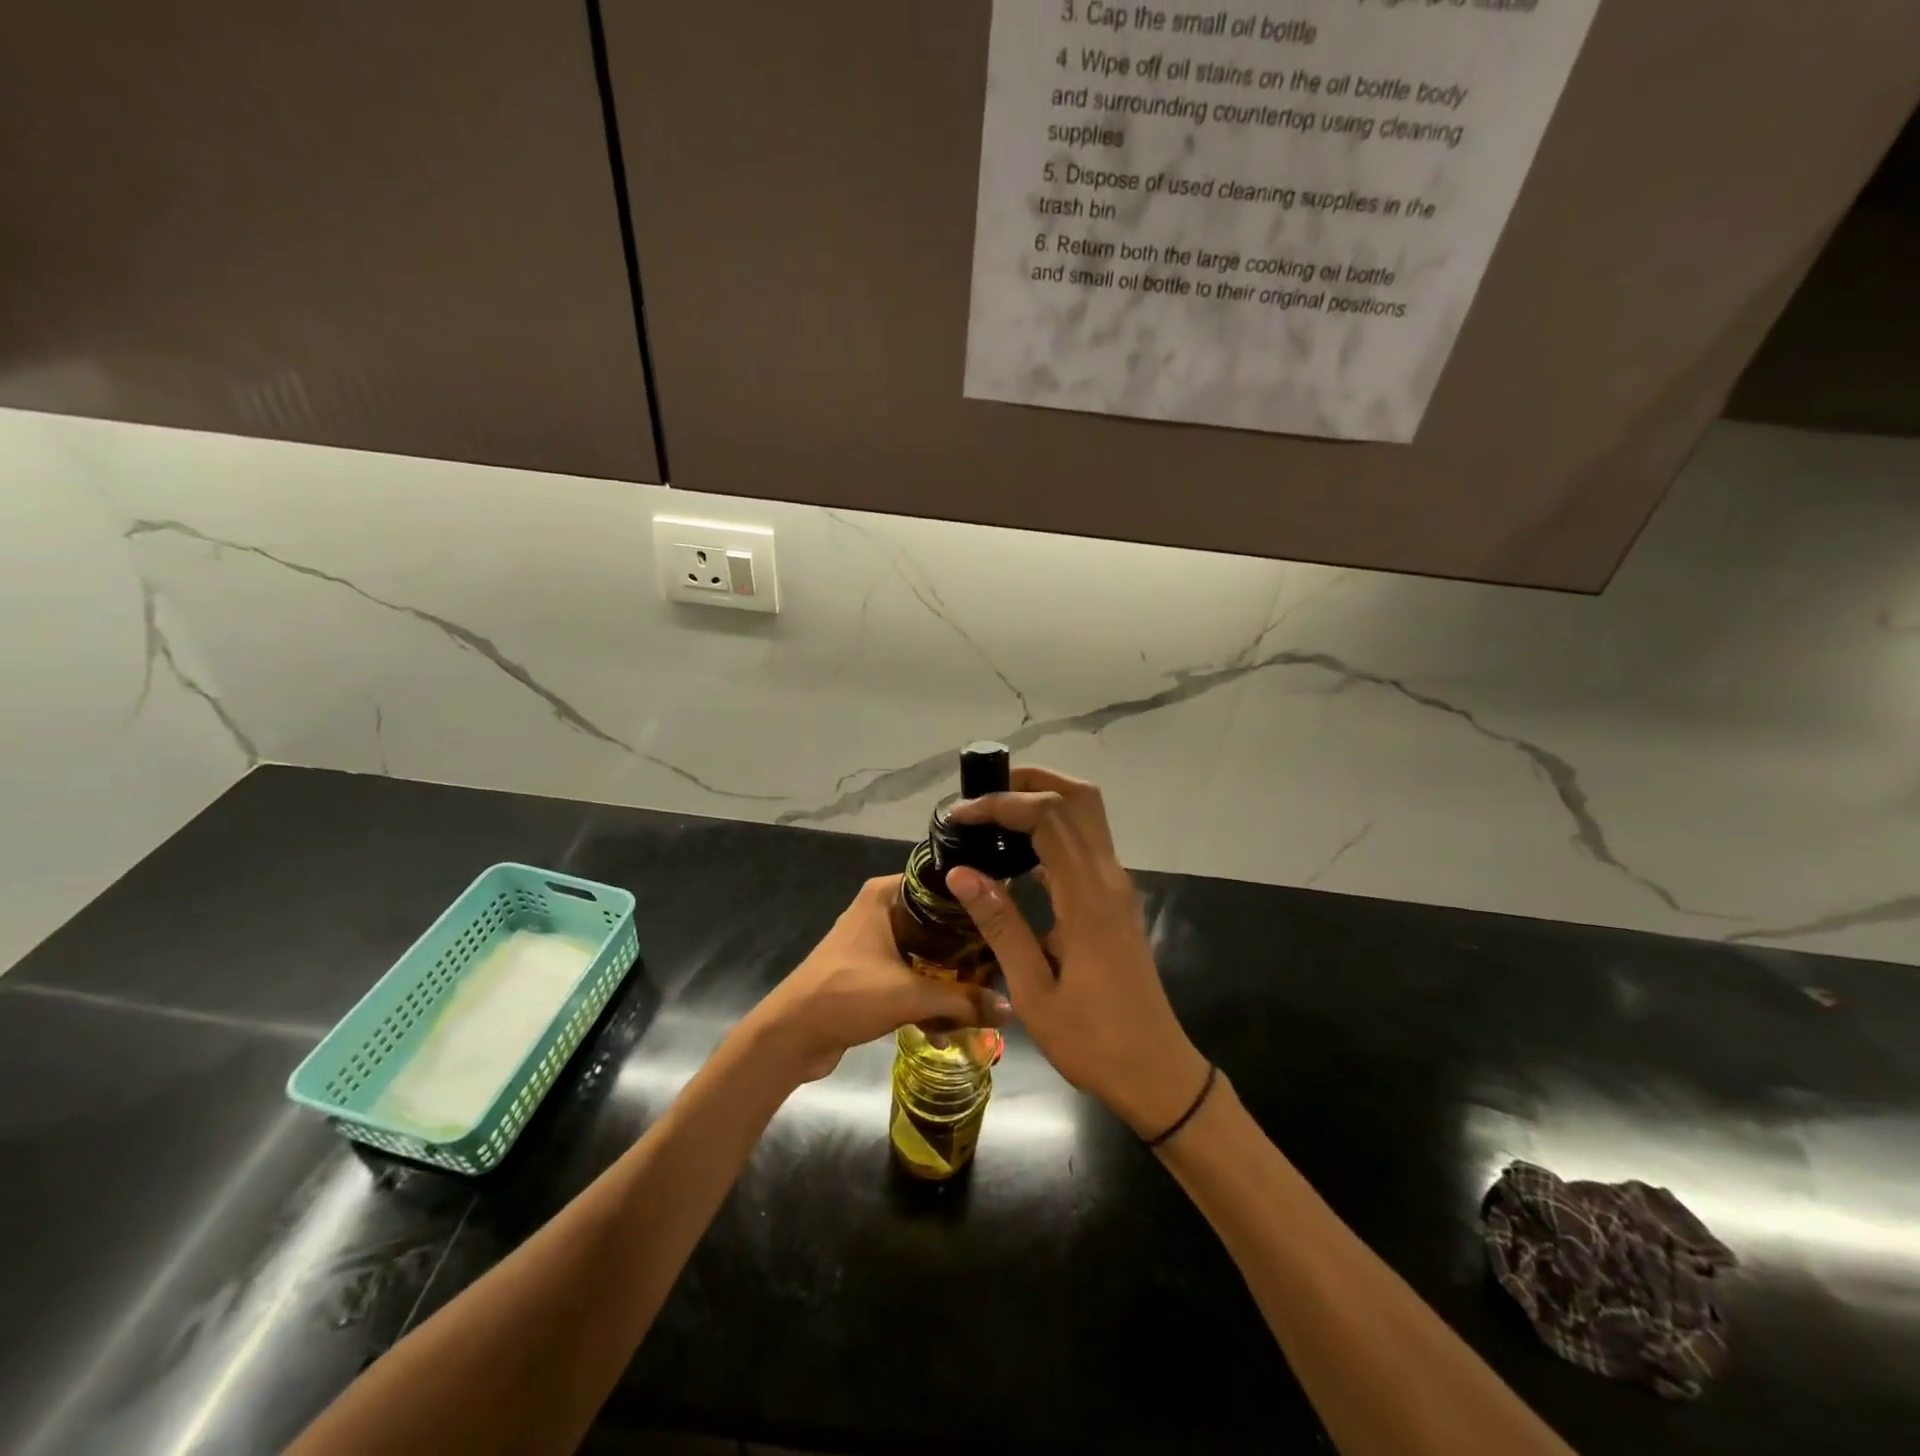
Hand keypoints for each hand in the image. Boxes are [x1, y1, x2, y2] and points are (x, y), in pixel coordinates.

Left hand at [747, 875, 1010, 1084]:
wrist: (791, 1035)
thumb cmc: (847, 994)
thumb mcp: (910, 995)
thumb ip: (962, 1000)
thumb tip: (1011, 1009)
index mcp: (885, 895)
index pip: (939, 882)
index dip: (972, 898)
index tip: (1005, 916)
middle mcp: (881, 910)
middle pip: (936, 920)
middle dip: (967, 946)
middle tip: (1003, 962)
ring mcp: (874, 942)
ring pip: (925, 951)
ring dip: (948, 977)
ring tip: (983, 1000)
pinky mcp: (870, 972)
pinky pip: (910, 975)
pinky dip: (927, 996)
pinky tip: (949, 1030)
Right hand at [946, 768, 1209, 1138]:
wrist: (1156, 1071)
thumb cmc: (1092, 1040)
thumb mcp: (1034, 991)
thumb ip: (1000, 925)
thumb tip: (960, 871)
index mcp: (1087, 897)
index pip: (1047, 817)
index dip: (1000, 804)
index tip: (958, 816)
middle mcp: (1108, 878)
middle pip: (1077, 798)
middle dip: (1029, 781)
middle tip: (981, 794)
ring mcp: (1117, 886)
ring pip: (1087, 815)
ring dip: (1044, 798)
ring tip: (994, 814)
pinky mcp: (1116, 899)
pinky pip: (1087, 842)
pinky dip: (1054, 828)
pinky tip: (1018, 852)